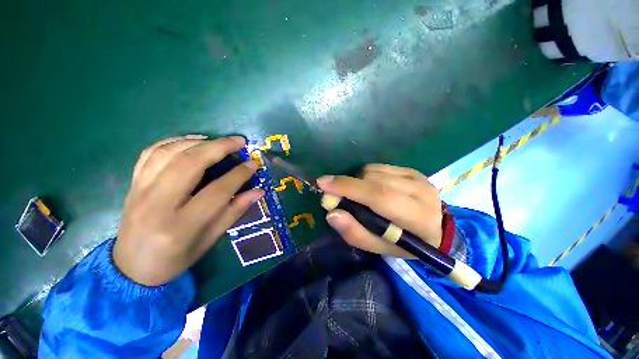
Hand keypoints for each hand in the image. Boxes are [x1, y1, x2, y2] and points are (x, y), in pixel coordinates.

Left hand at [113, 135, 262, 285]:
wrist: (132, 268)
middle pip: (189, 164)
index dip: (239, 175)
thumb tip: (258, 191)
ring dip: (198, 141)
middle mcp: (157, 205)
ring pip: (169, 153)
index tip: (253, 164)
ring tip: (218, 141)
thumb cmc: (177, 258)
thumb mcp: (211, 240)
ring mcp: (140, 191)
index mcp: (181, 226)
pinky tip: (191, 141)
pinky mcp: (132, 184)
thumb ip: (234, 212)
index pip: (217, 191)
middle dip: (219, 147)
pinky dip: (173, 141)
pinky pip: (150, 153)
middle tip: (239, 142)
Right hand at [316, 164, 442, 257]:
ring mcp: (417, 177)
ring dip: (356, 181)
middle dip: (346, 184)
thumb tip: (332, 213)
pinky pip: (378, 167)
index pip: (379, 196)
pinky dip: (365, 176)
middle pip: (374, 180)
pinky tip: (368, 187)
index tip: (323, 184)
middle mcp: (421, 192)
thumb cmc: (405, 243)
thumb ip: (355, 233)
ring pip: (373, 171)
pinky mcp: (411, 170)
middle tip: (331, 193)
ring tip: (356, 195)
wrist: (434, 228)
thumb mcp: (379, 247)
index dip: (348, 188)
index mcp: (418, 218)